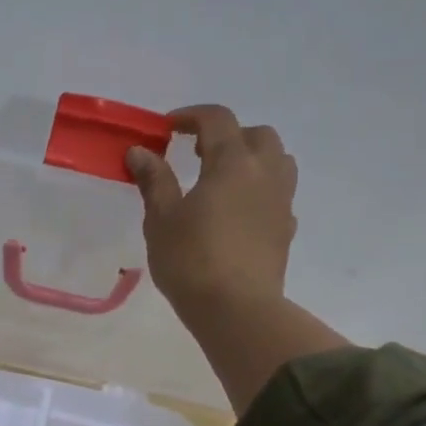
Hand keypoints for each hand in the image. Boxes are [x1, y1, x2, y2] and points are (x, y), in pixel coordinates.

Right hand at [126, 105, 297, 321]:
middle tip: (199, 154)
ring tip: (224, 179)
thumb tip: (139, 151)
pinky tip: (238, 213)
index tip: (168, 129)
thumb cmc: (191, 261)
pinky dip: (260, 190)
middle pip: (257, 134)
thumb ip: (154, 181)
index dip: (191, 116)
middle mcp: (264, 173)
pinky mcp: (286, 230)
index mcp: (232, 163)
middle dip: (228, 135)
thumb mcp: (161, 219)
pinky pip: (279, 195)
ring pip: (277, 161)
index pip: (217, 120)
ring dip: (253, 158)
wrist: (237, 310)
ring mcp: (281, 202)